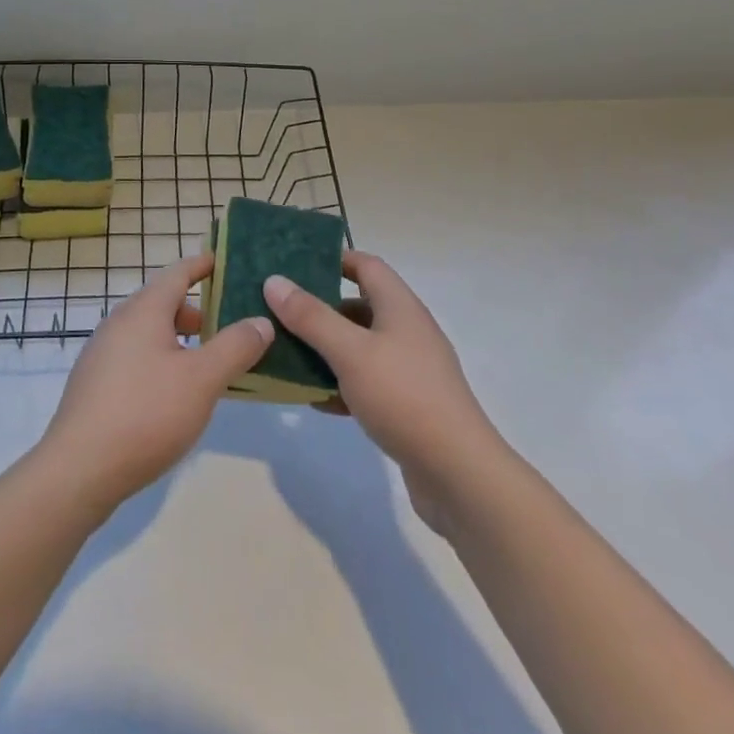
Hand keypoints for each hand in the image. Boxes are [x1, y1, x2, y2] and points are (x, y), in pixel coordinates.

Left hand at [37, 253, 272, 512]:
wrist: (78, 471)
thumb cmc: (146, 414)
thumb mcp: (202, 380)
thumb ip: (235, 347)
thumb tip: (261, 321)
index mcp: (143, 310)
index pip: (177, 272)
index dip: (203, 265)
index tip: (225, 261)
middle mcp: (118, 323)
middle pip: (162, 302)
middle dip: (197, 309)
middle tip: (229, 326)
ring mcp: (102, 354)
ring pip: (148, 332)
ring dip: (180, 339)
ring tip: (208, 363)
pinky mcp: (95, 384)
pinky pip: (135, 356)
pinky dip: (161, 359)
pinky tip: (175, 393)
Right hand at [265, 253, 502, 535]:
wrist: (458, 473)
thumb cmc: (403, 397)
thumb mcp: (350, 352)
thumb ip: (311, 317)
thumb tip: (274, 280)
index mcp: (400, 307)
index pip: (366, 265)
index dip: (333, 259)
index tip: (295, 266)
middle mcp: (407, 331)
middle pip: (359, 306)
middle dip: (320, 308)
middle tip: (279, 313)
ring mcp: (409, 369)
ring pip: (359, 347)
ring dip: (326, 349)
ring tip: (287, 355)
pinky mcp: (407, 404)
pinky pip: (366, 382)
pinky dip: (341, 385)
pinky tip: (315, 400)